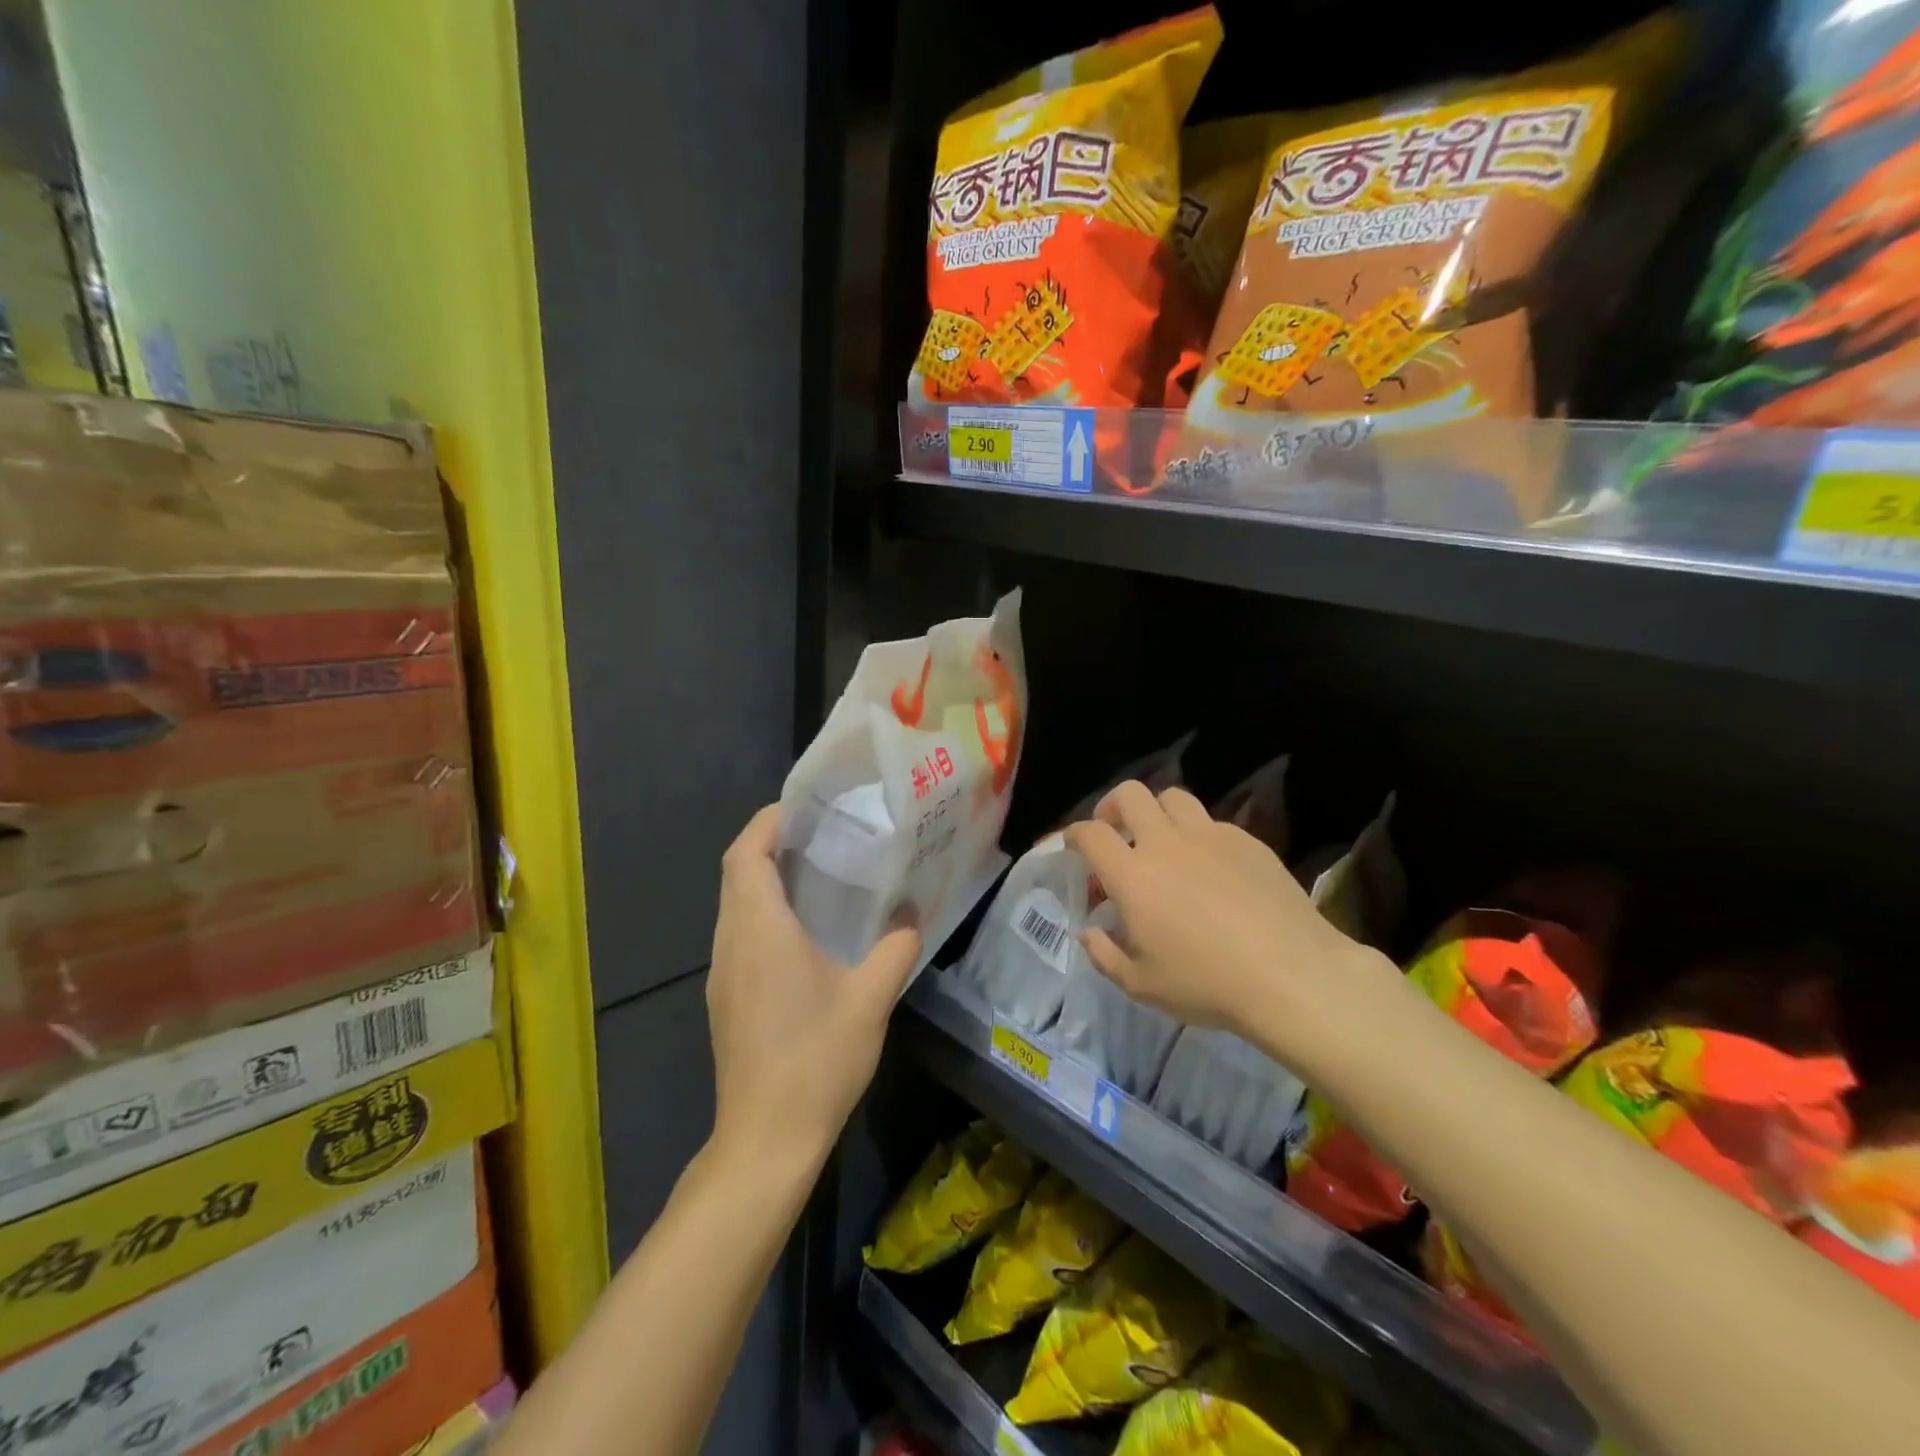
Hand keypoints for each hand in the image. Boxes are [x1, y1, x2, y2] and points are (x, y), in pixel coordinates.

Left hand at [706, 805, 921, 1171]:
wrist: (766, 1139)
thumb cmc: (817, 1060)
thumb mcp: (871, 999)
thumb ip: (896, 948)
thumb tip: (912, 914)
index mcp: (761, 930)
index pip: (745, 854)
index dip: (767, 822)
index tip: (804, 809)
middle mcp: (731, 942)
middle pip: (735, 873)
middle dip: (769, 843)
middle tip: (821, 833)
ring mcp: (722, 973)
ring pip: (734, 904)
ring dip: (764, 878)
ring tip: (817, 871)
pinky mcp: (725, 997)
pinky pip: (738, 933)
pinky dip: (762, 911)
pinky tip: (803, 930)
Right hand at [1063, 782, 1389, 1065]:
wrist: (1291, 974)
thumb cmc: (1207, 983)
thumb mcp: (1141, 985)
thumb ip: (1104, 954)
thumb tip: (1089, 932)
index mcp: (1132, 875)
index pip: (1089, 833)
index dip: (1072, 833)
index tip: (1072, 845)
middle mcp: (1165, 843)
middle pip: (1129, 794)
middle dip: (1112, 807)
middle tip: (1115, 832)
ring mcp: (1210, 836)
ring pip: (1173, 797)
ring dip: (1157, 812)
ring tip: (1162, 841)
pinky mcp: (1247, 840)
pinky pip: (1212, 822)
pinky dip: (1198, 835)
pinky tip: (1210, 868)